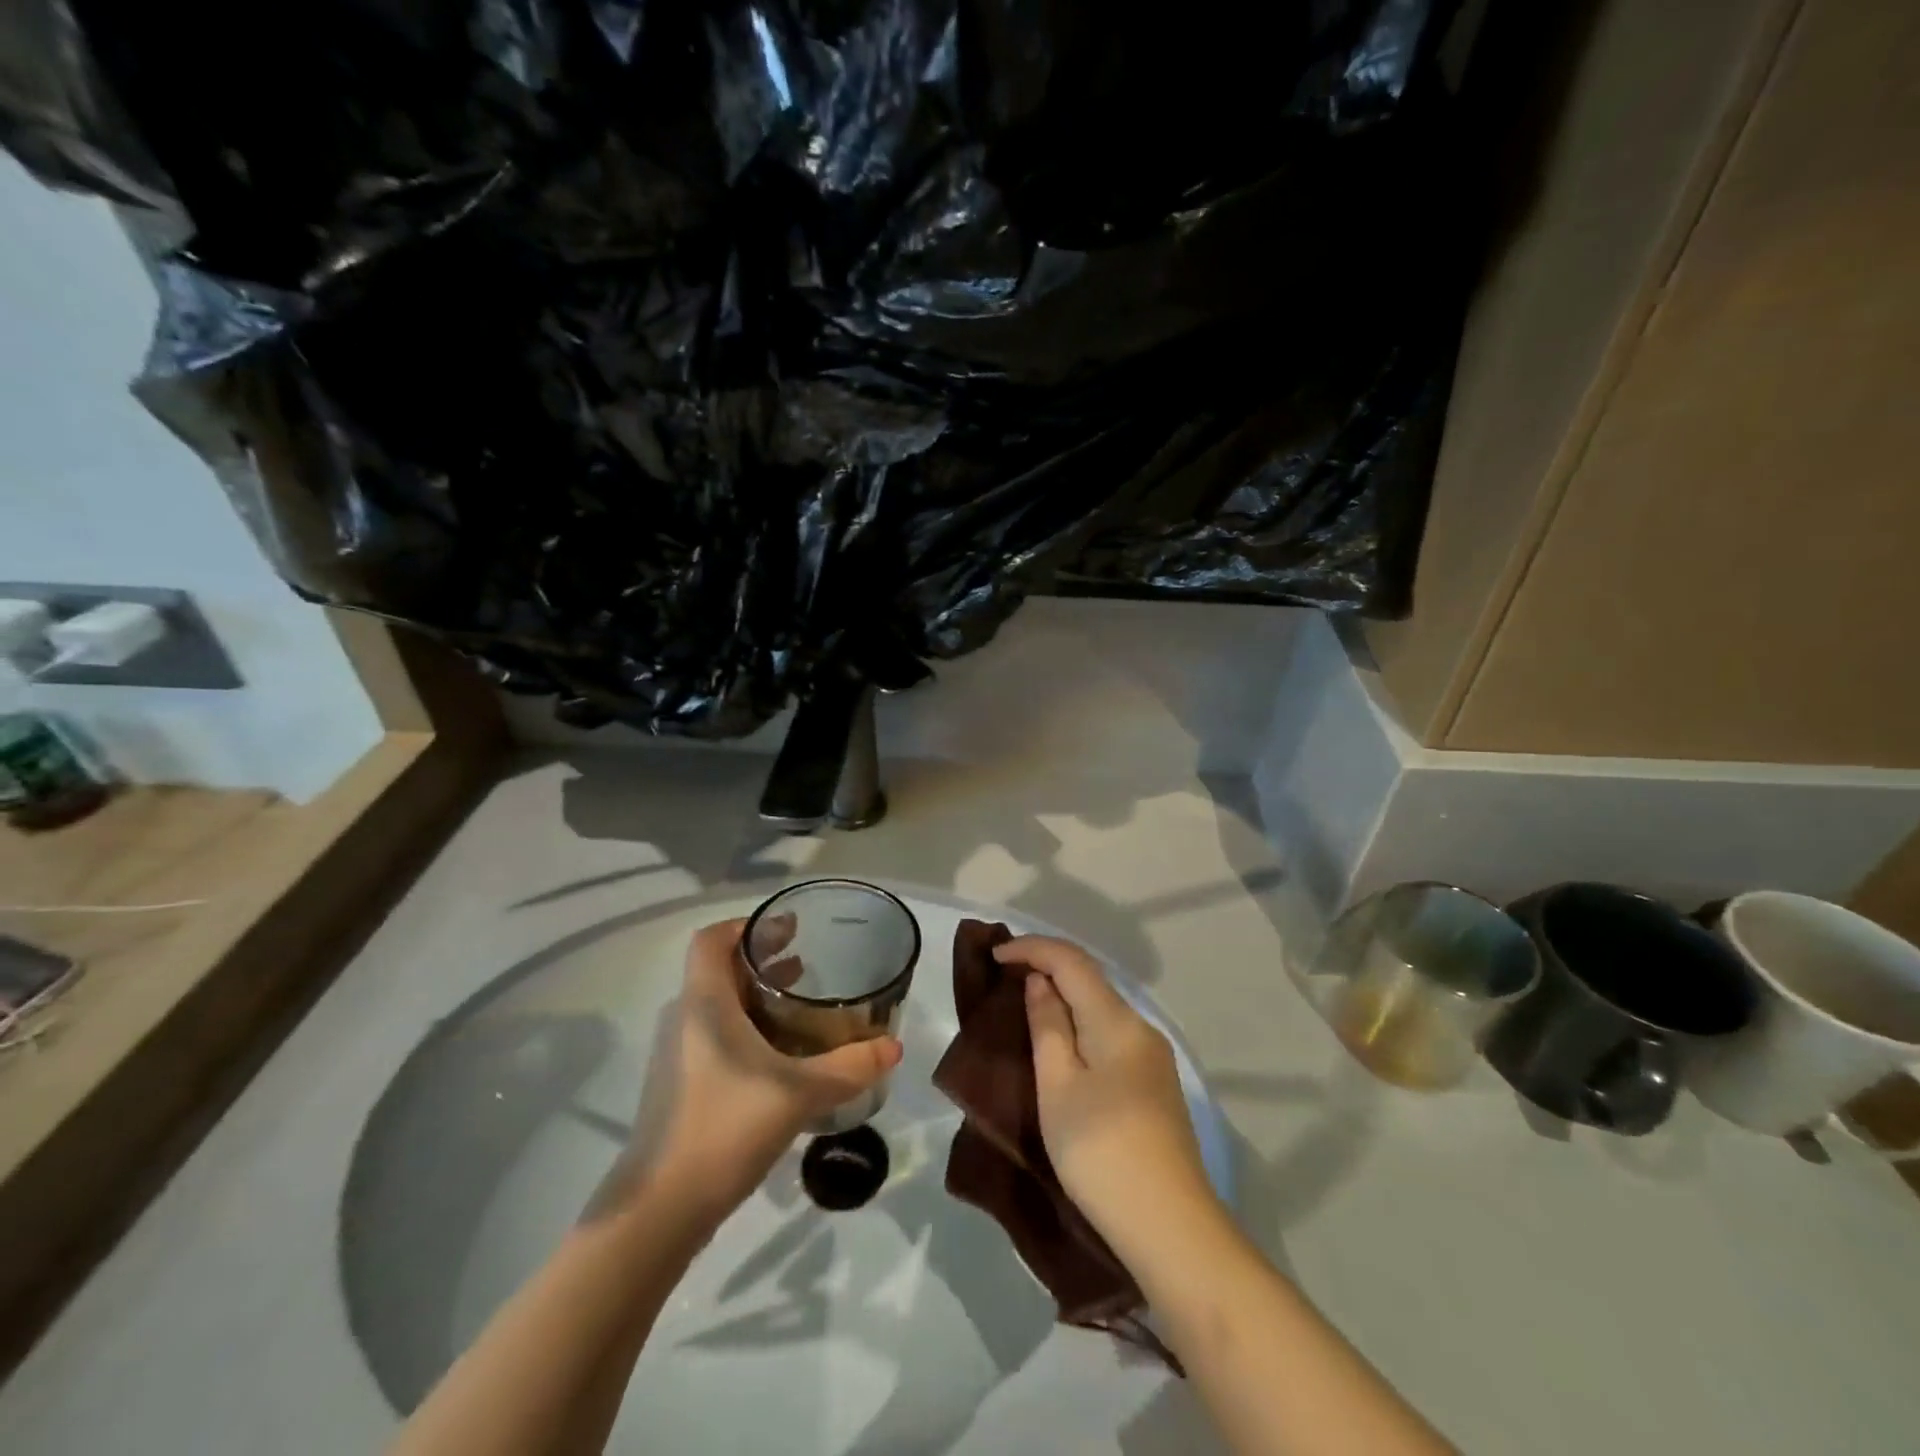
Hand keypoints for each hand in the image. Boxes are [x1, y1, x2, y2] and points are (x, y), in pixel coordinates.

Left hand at [594, 918, 901, 1224]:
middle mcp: (685, 1019)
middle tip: (808, 960)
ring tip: (801, 1000)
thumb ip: (850, 1066)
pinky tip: (782, 1055)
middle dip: (762, 959)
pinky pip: (716, 1036)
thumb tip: (894, 1046)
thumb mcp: (799, 1092)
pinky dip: (748, 1028)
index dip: (747, 925)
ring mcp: (679, 1055)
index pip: (711, 939)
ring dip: (757, 996)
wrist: (659, 1211)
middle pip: (719, 969)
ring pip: (718, 1005)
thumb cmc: (725, 1128)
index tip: (788, 929)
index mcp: (704, 1003)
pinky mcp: (682, 1087)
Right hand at [1001, 935, 1218, 1251]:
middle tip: (1004, 977)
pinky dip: (1081, 1026)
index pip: (1072, 960)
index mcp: (1117, 1020)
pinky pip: (1111, 1035)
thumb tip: (1041, 982)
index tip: (994, 955)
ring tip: (1026, 1008)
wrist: (1172, 1229)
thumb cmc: (1102, 1153)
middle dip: (1047, 968)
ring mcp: (1153, 1058)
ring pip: (1101, 1008)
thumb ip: (1048, 1026)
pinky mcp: (1155, 1085)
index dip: (1032, 948)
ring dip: (1064, 998)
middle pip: (1090, 979)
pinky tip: (1063, 1046)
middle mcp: (1141, 1027)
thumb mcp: (1059, 1087)